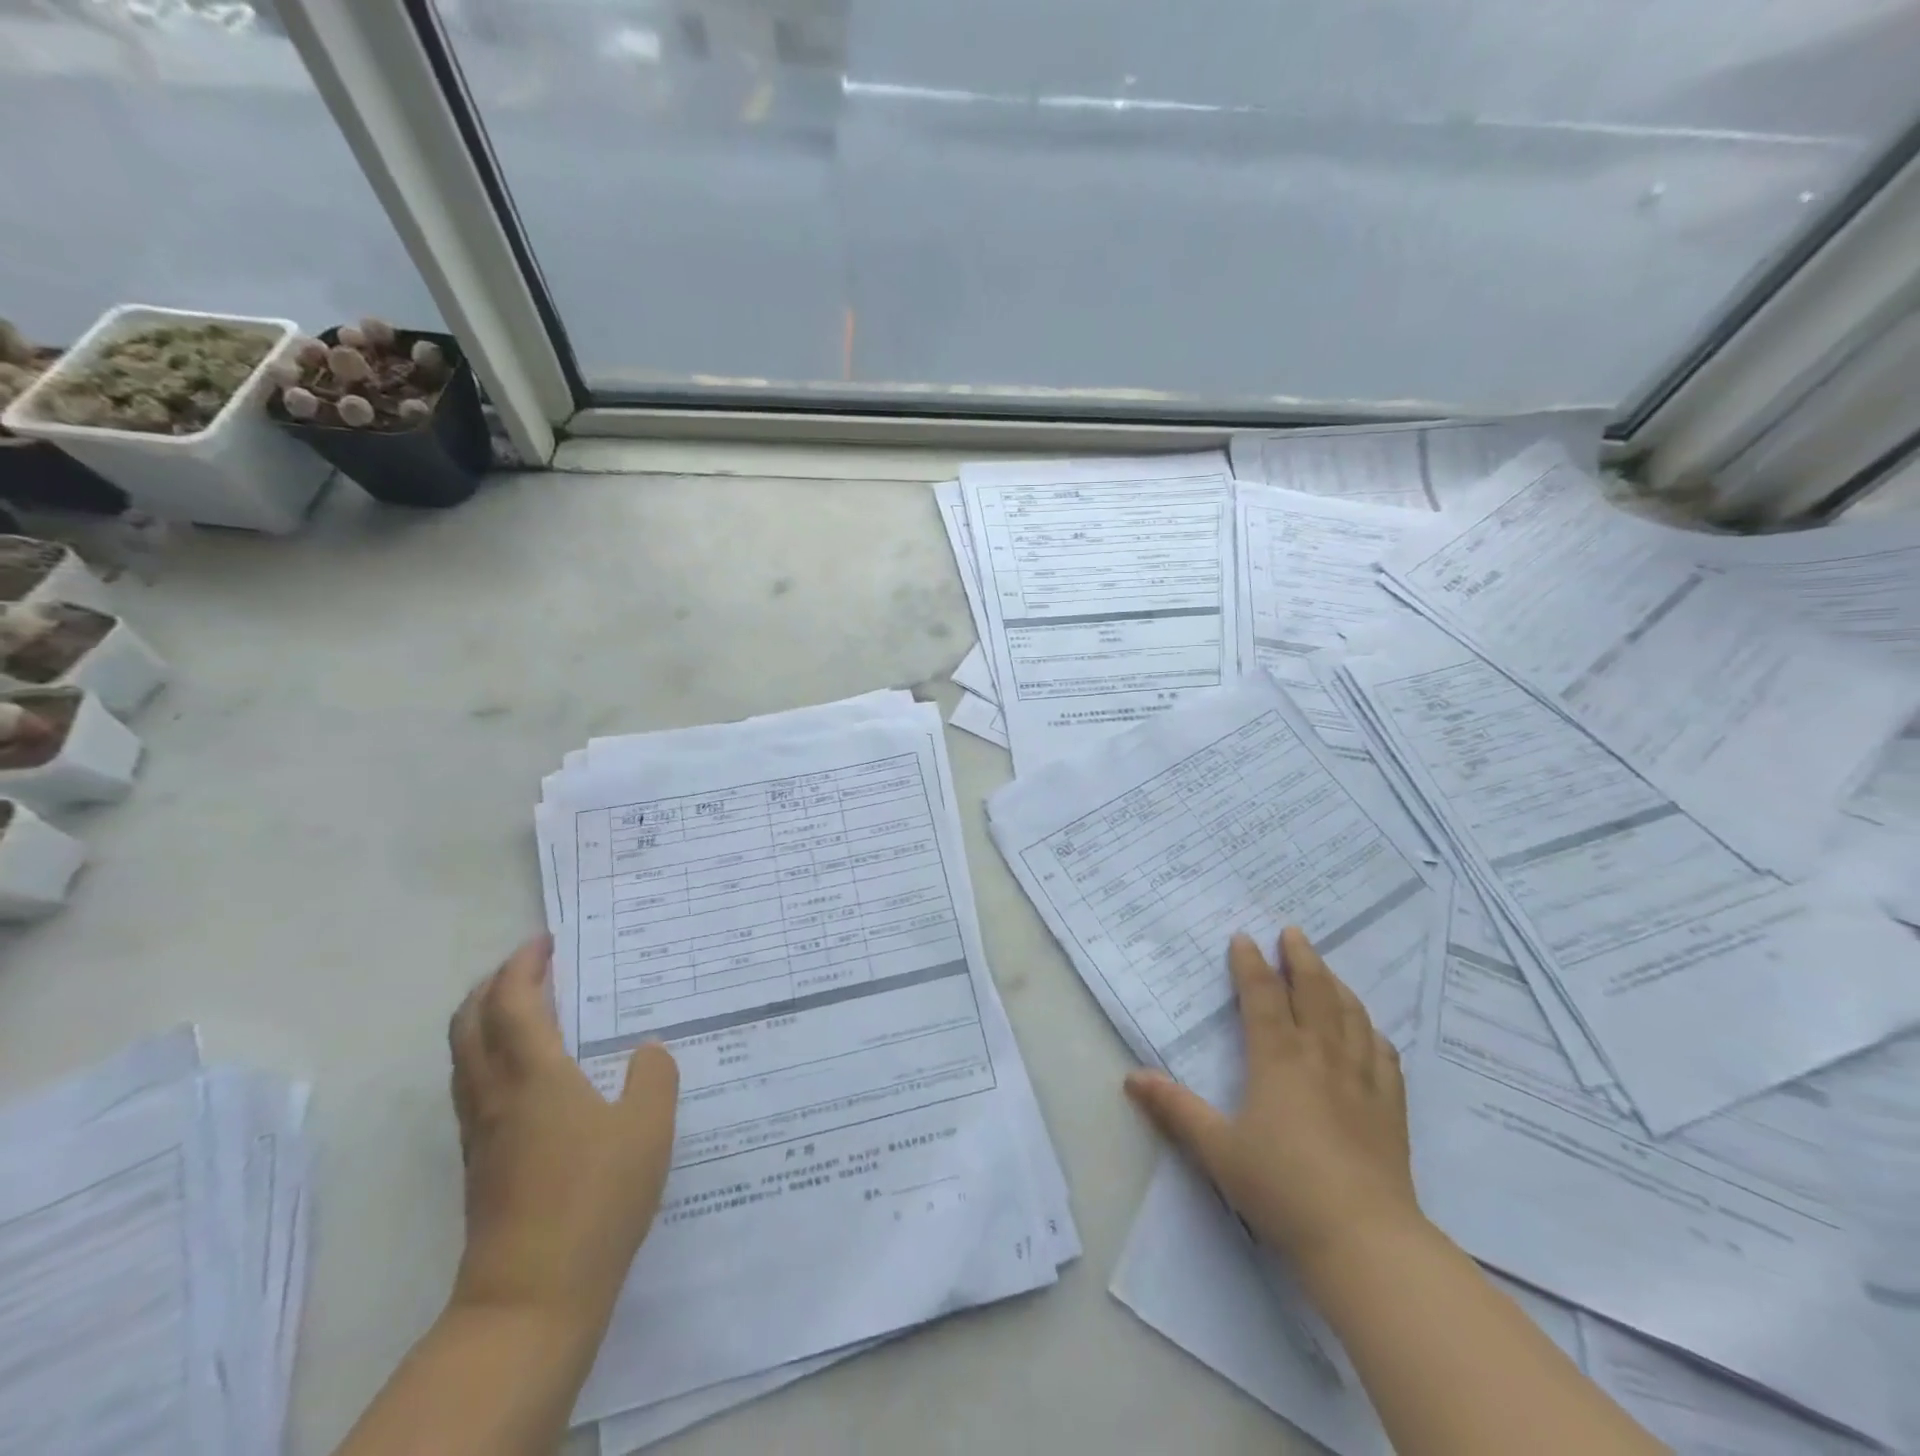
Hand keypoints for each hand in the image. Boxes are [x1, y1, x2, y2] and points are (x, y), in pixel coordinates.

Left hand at [447, 935, 678, 1338]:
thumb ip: (654, 1077)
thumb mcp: (649, 1128)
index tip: (546, 941)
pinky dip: (492, 1055)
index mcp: (534, 1076)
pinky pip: (475, 1086)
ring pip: (465, 1057)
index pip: (513, 1002)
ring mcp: (481, 1133)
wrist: (531, 1299)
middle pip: (470, 1023)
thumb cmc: (595, 1200)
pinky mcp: (480, 1164)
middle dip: (494, 984)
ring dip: (486, 1019)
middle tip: (531, 966)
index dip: (523, 965)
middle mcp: (496, 1095)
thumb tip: (646, 1052)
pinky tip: (532, 1072)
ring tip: (529, 1008)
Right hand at [1123, 927, 1422, 1277]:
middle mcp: (1322, 1057)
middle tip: (1293, 932)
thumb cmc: (1283, 1189)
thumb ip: (1175, 1109)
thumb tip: (1131, 1077)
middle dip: (1302, 959)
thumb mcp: (1217, 1150)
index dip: (1251, 964)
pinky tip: (1370, 1030)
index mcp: (1278, 1059)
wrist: (1365, 1242)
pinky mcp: (1391, 1110)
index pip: (1263, 997)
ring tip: (1326, 969)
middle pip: (1315, 993)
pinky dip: (1372, 1032)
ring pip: (1351, 1017)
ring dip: (1337, 985)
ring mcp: (1362, 1081)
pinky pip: (1384, 1056)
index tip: (1244, 937)